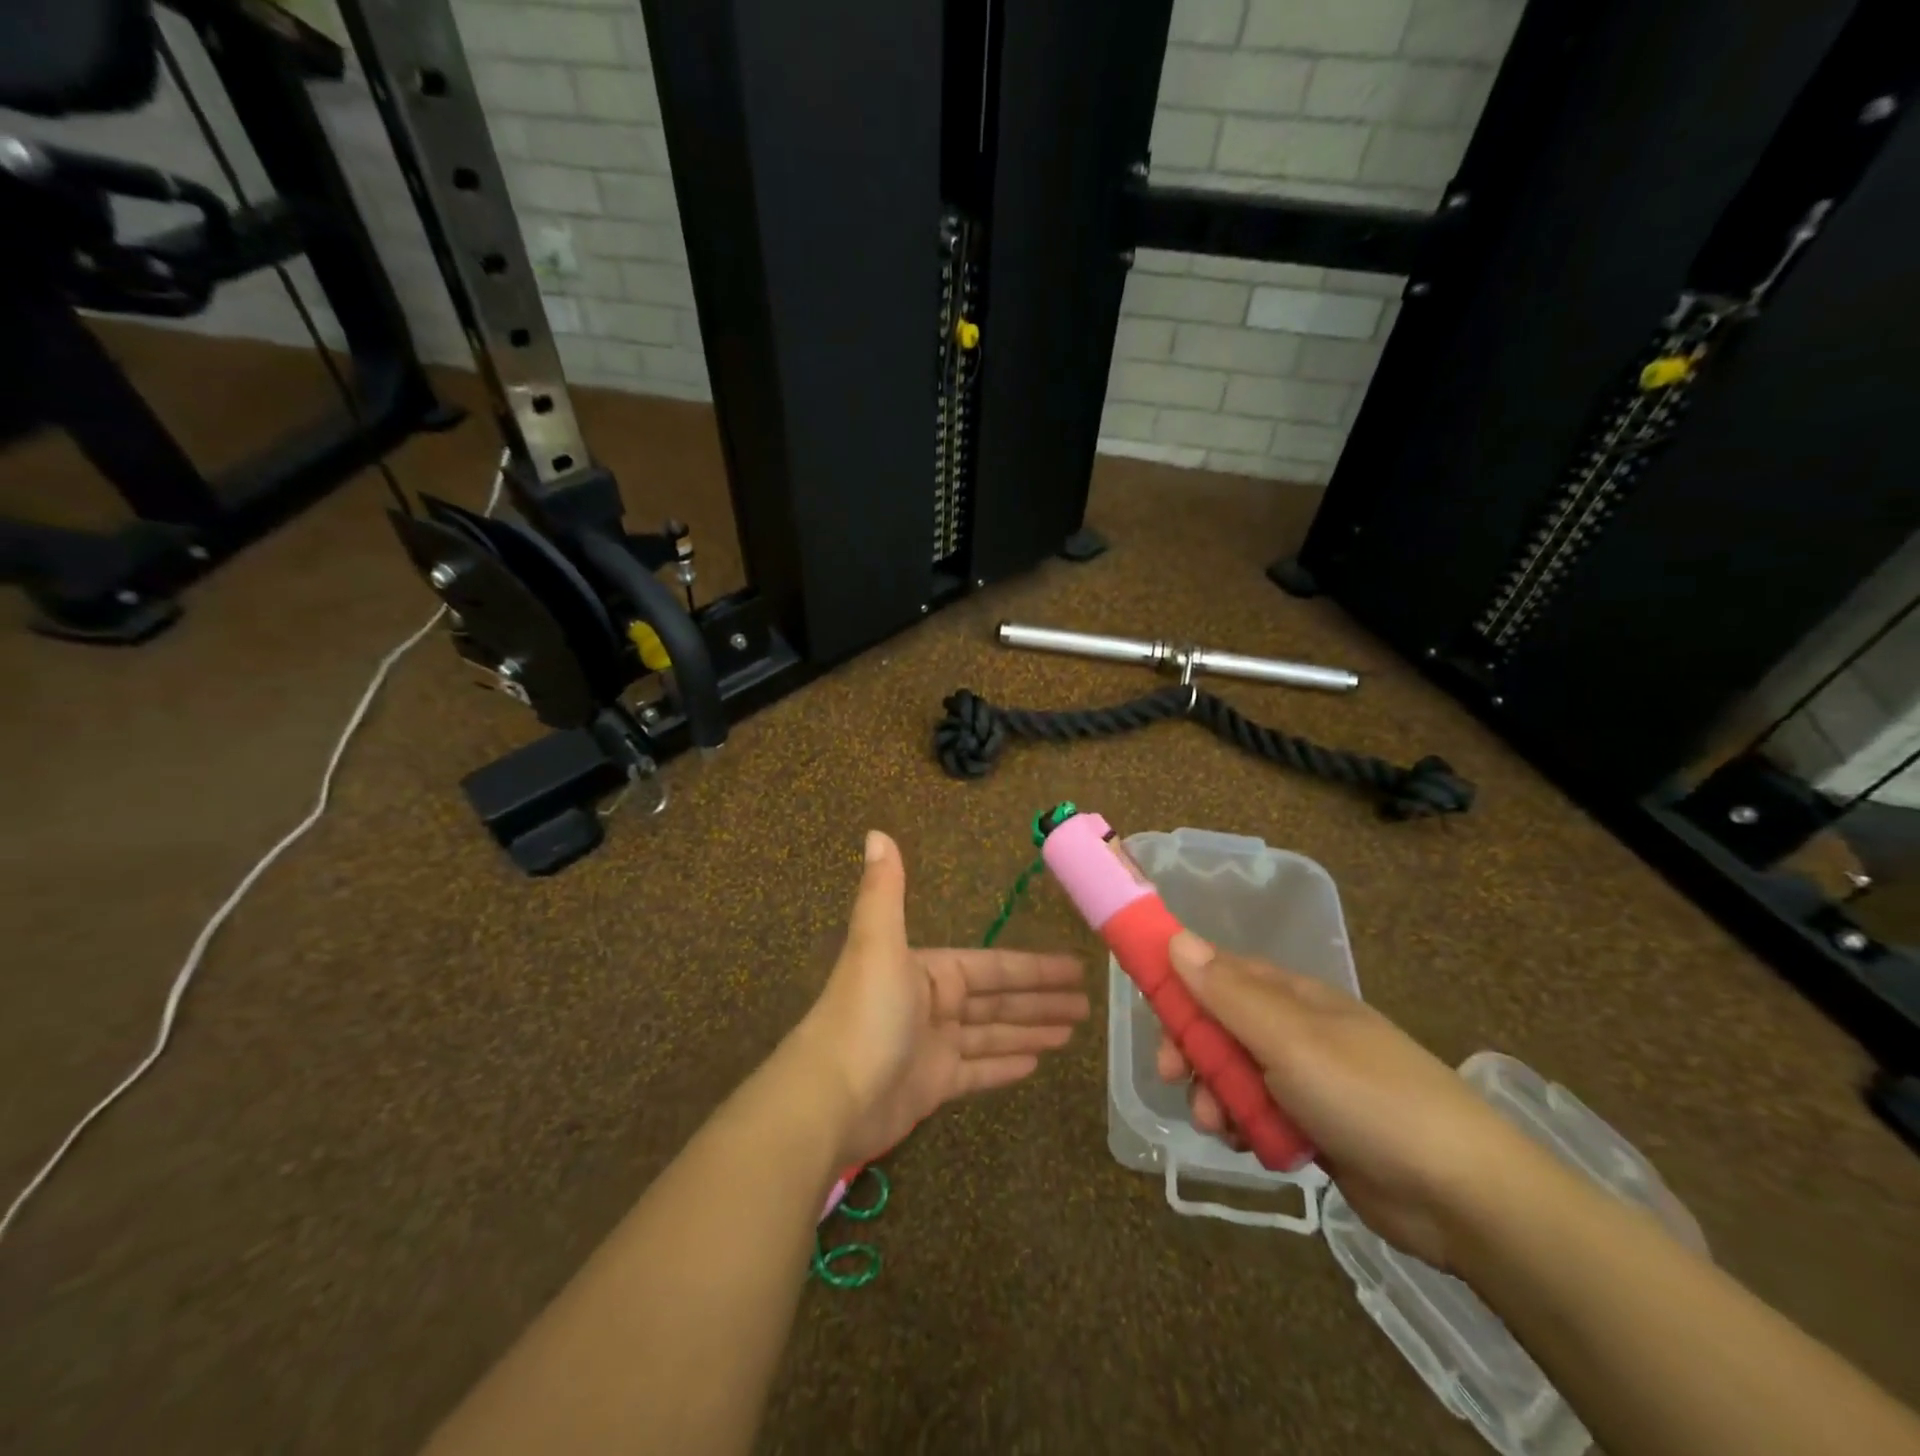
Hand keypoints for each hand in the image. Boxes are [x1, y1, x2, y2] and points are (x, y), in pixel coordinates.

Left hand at [796, 831, 1089, 1169]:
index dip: (1034, 968)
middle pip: (999, 1000)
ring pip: (993, 1033)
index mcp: (929, 971)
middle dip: (1041, 1001)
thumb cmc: (865, 1014)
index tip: (1075, 967)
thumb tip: (877, 833)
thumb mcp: (878, 942)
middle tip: (1086, 1005)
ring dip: (1030, 1031)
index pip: (993, 967)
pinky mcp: (932, 1087)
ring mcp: (934, 1047)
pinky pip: (978, 1070)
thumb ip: (886, 890)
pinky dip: (1005, 1065)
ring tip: (1072, 1033)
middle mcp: (933, 1004)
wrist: (830, 1096)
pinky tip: (1037, 1064)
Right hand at [1156, 933, 1538, 1268]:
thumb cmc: (1368, 1096)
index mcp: (1294, 996)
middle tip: (1174, 1079)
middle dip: (1193, 1051)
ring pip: (1237, 1075)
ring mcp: (1308, 1081)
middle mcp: (1297, 1031)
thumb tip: (1177, 938)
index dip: (1182, 987)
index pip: (1221, 973)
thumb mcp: (1290, 1039)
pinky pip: (1261, 1115)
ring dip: (1216, 1096)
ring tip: (1219, 1127)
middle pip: (1222, 1026)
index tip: (1153, 1013)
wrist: (1463, 1195)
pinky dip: (1247, 1127)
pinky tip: (1250, 1146)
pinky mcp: (1317, 1128)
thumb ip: (1229, 993)